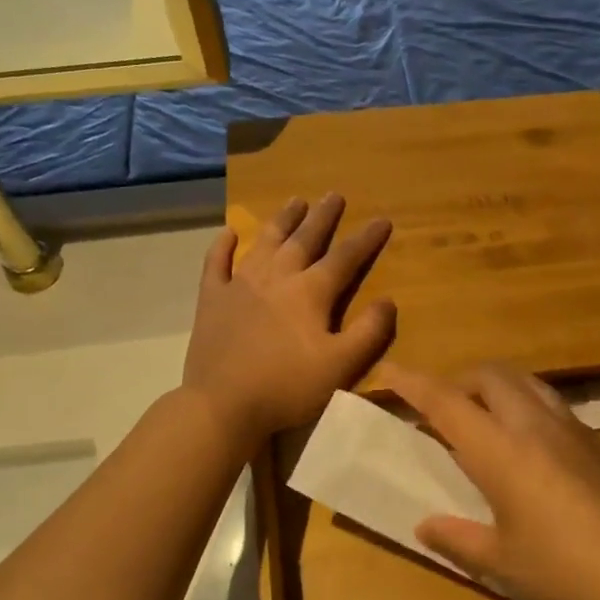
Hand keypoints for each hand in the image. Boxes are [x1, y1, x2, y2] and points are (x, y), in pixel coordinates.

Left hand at [184, 195, 394, 450]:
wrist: (223, 405)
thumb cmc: (287, 387)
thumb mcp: (341, 366)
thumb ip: (369, 332)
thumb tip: (388, 301)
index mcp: (310, 292)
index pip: (345, 258)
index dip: (366, 239)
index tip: (382, 219)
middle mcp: (276, 277)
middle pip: (304, 239)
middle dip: (323, 216)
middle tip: (334, 194)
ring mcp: (240, 285)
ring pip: (265, 242)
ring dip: (282, 220)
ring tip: (295, 201)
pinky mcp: (211, 300)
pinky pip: (216, 264)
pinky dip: (222, 246)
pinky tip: (228, 233)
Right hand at [381, 363, 599, 599]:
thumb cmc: (567, 574)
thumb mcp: (502, 564)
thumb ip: (458, 539)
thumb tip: (426, 525)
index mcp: (502, 450)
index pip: (446, 401)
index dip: (412, 382)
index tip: (387, 371)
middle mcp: (537, 426)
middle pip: (491, 375)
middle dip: (458, 381)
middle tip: (441, 412)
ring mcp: (577, 431)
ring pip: (528, 383)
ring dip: (497, 389)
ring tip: (485, 423)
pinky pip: (555, 407)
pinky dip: (529, 410)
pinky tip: (534, 453)